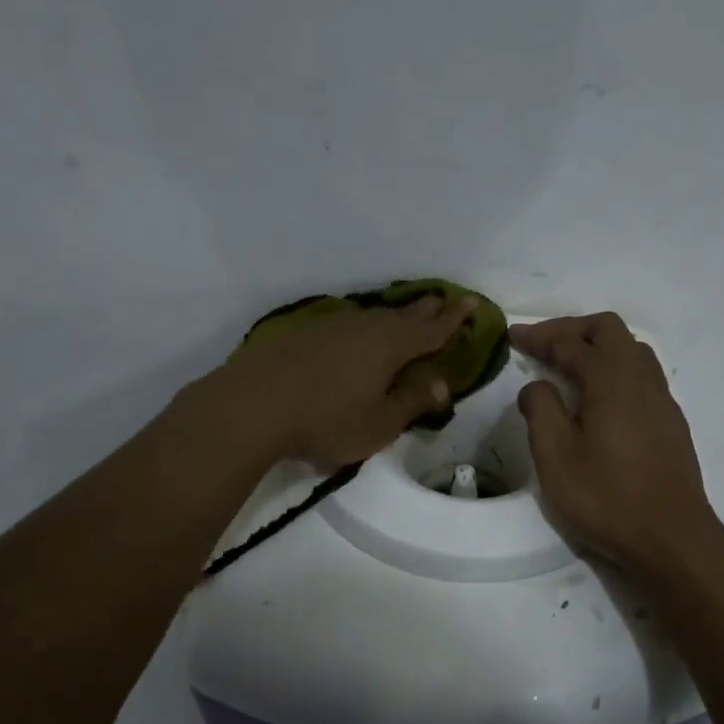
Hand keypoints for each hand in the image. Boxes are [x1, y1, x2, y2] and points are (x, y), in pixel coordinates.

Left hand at [215, 293, 479, 468]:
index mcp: (390, 346)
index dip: (454, 319)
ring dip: (392, 317)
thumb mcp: (379, 423)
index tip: (471, 303)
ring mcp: (330, 327)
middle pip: (403, 316)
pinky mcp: (302, 334)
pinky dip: (361, 328)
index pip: (432, 330)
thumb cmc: (326, 420)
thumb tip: (440, 384)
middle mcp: (364, 328)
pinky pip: (345, 325)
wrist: (251, 406)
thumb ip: (411, 401)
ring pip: (372, 317)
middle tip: (443, 299)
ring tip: (403, 317)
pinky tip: (354, 335)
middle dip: (426, 309)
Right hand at [512, 313, 723, 574]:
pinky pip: (641, 376)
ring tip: (569, 368)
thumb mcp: (555, 455)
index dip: (539, 336)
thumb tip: (538, 386)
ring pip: (631, 350)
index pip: (570, 343)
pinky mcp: (671, 422)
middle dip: (571, 331)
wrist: (671, 537)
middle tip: (542, 346)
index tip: (512, 336)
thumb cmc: (606, 496)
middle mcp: (641, 378)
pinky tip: (600, 399)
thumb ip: (541, 409)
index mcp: (610, 378)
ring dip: (597, 348)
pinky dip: (614, 370)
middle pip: (608, 331)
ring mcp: (662, 399)